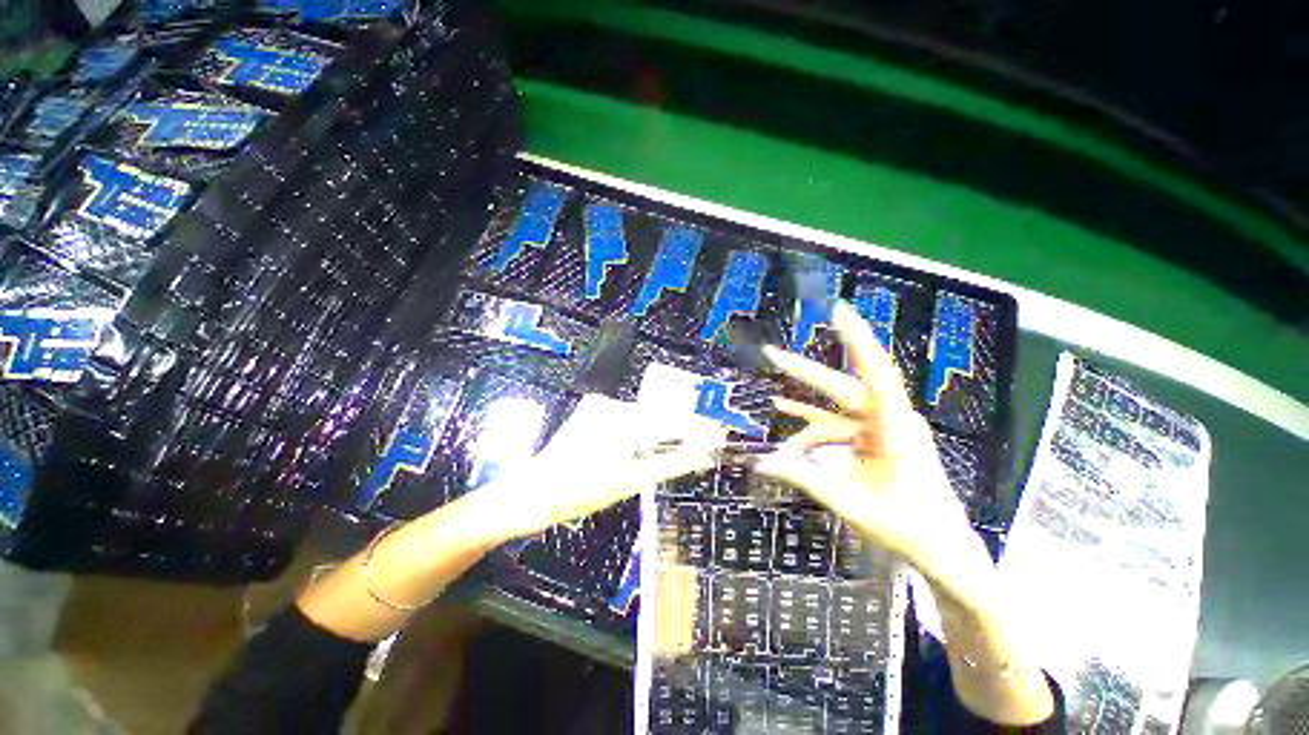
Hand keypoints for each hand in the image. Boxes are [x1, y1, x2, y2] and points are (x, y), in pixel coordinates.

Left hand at [470, 393, 723, 542]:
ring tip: (678, 446)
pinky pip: (628, 416)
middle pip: (660, 415)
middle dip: (682, 429)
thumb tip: (701, 457)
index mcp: (622, 424)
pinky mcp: (594, 410)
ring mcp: (601, 406)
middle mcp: (612, 407)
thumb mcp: (628, 482)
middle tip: (705, 442)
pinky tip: (644, 442)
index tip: (717, 434)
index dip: (697, 428)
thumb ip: (668, 464)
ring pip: (644, 415)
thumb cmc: (577, 492)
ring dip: (661, 429)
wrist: (532, 491)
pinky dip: (641, 428)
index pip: (671, 421)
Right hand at [756, 301, 991, 600]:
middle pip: (841, 387)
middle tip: (771, 354)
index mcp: (895, 427)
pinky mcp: (875, 440)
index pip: (875, 372)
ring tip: (771, 400)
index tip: (838, 310)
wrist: (942, 550)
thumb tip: (759, 462)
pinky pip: (838, 427)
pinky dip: (813, 426)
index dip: (857, 338)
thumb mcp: (849, 502)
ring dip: (804, 408)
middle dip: (804, 372)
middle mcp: (889, 420)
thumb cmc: (907, 526)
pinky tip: (788, 416)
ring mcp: (882, 430)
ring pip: (834, 411)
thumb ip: (804, 477)